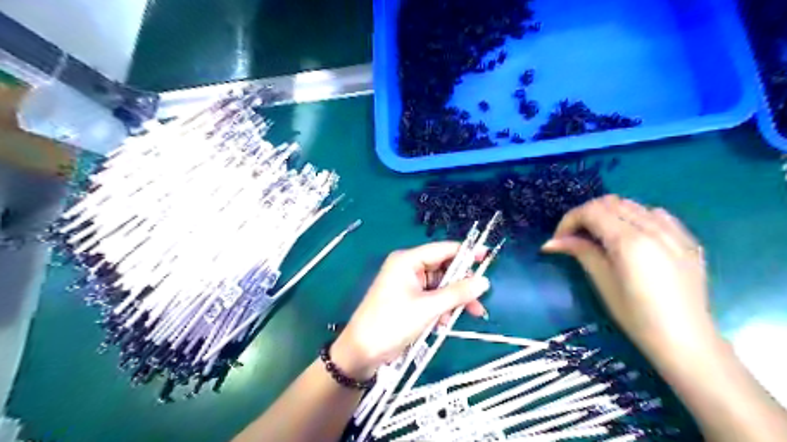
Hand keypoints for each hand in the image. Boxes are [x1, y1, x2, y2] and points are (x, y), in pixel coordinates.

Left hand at [331, 241, 489, 378]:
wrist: (362, 351)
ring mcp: (408, 285)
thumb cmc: (392, 323)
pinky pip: (433, 299)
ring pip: (440, 286)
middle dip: (461, 285)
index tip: (489, 257)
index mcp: (408, 260)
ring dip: (453, 301)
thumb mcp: (428, 308)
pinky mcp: (409, 300)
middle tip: (480, 299)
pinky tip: (444, 323)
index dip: (466, 253)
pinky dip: (442, 309)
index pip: (443, 250)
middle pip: (444, 269)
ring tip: (469, 315)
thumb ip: (457, 293)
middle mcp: (408, 268)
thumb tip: (484, 281)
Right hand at [545, 197, 717, 359]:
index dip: (569, 220)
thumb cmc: (637, 316)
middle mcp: (653, 228)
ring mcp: (674, 232)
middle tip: (575, 237)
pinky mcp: (687, 240)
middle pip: (610, 202)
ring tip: (600, 236)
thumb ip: (581, 252)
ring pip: (632, 205)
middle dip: (586, 214)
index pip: (591, 211)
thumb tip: (552, 242)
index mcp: (629, 241)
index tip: (559, 239)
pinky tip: (631, 236)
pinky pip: (656, 215)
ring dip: (609, 214)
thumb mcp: (603, 283)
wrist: (686, 340)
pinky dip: (635, 217)